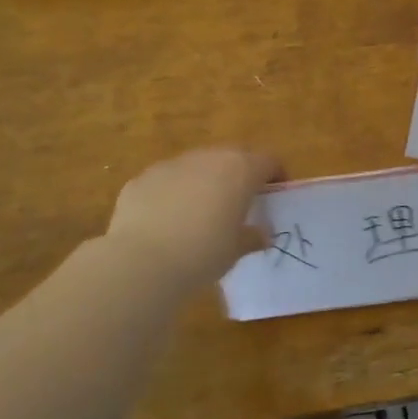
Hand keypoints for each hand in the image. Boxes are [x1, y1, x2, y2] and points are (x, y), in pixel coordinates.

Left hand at [103, 148, 283, 285]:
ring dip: (205, 181)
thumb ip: (253, 236)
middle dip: (239, 175)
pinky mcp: (142, 178)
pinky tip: (167, 221)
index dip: (276, 175)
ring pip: (198, 166)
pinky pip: (167, 180)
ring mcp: (172, 164)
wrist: (142, 261)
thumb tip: (263, 234)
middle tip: (240, 202)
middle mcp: (208, 158)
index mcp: (240, 170)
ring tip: (200, 212)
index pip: (269, 161)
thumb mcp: (237, 250)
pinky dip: (173, 193)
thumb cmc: (203, 253)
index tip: (274, 195)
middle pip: (233, 157)